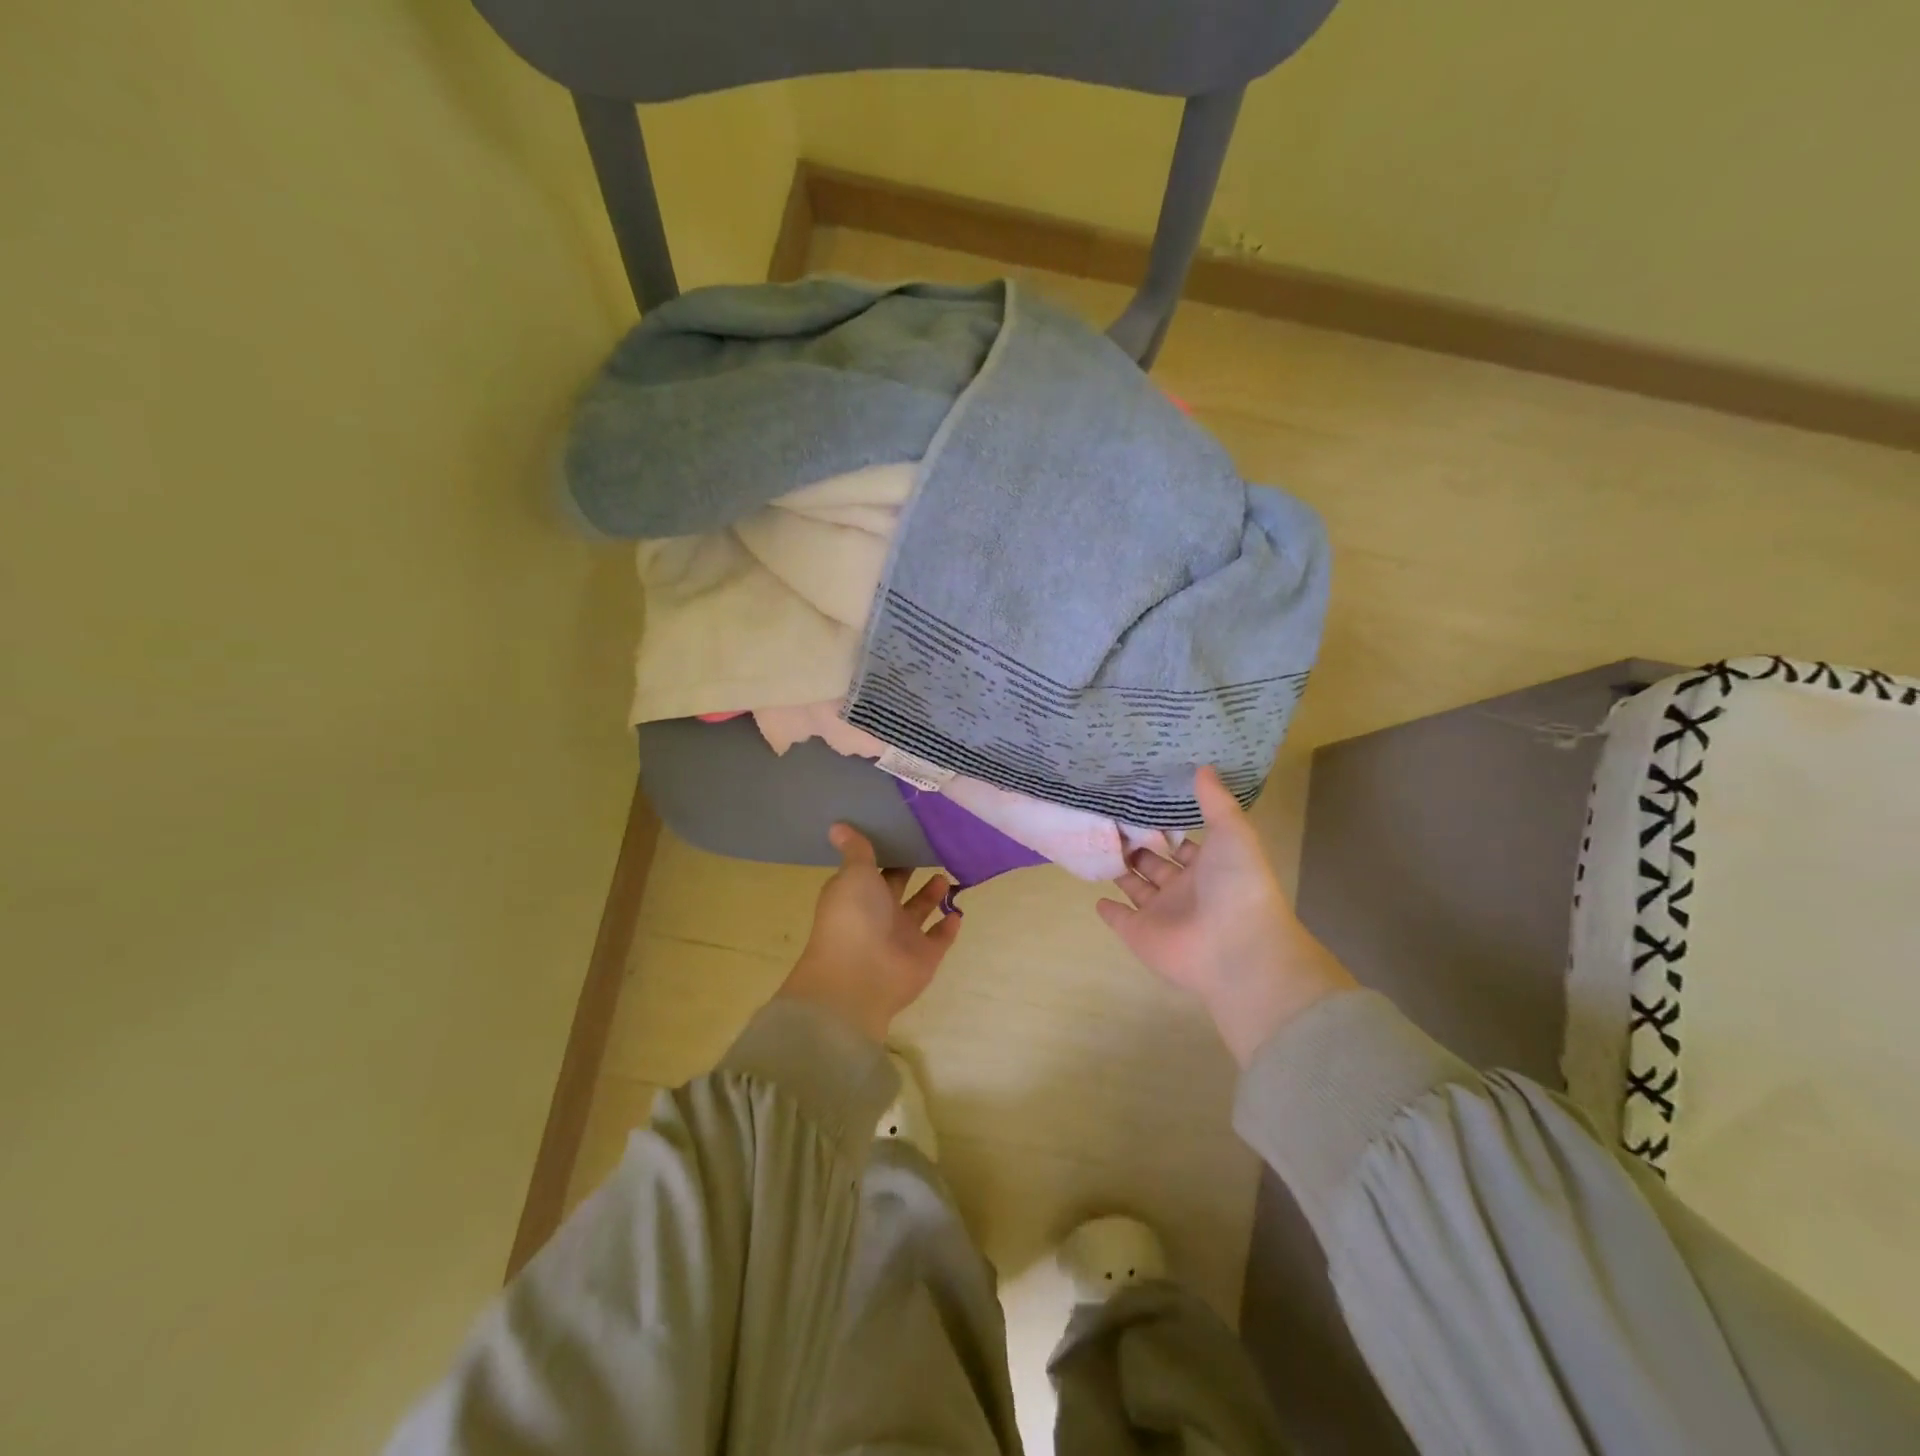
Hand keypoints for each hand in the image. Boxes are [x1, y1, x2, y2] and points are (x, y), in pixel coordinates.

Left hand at [779, 825, 961, 1042]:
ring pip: (919, 911)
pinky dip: (948, 926)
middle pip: (897, 888)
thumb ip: (856, 850)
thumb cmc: (853, 917)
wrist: (860, 977)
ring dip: (932, 895)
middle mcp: (878, 914)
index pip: (872, 870)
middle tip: (933, 846)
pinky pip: (939, 938)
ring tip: (946, 871)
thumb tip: (837, 824)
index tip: (904, 831)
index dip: (886, 852)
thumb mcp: (854, 874)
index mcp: (857, 894)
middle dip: (911, 870)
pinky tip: (958, 910)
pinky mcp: (924, 957)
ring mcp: (902, 938)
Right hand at [1097, 766, 1355, 1065]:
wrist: (1236, 948)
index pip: (1183, 844)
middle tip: (1110, 819)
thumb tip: (1202, 766)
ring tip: (1097, 844)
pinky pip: (1120, 919)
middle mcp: (1184, 890)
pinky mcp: (1139, 934)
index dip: (1165, 826)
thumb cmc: (1237, 886)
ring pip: (1136, 888)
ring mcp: (1161, 914)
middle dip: (1137, 845)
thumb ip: (1215, 801)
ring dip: (1121, 870)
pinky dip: (1109, 909)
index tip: (1141, 804)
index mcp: (1208, 868)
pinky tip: (1095, 895)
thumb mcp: (1233, 833)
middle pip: (1156, 864)